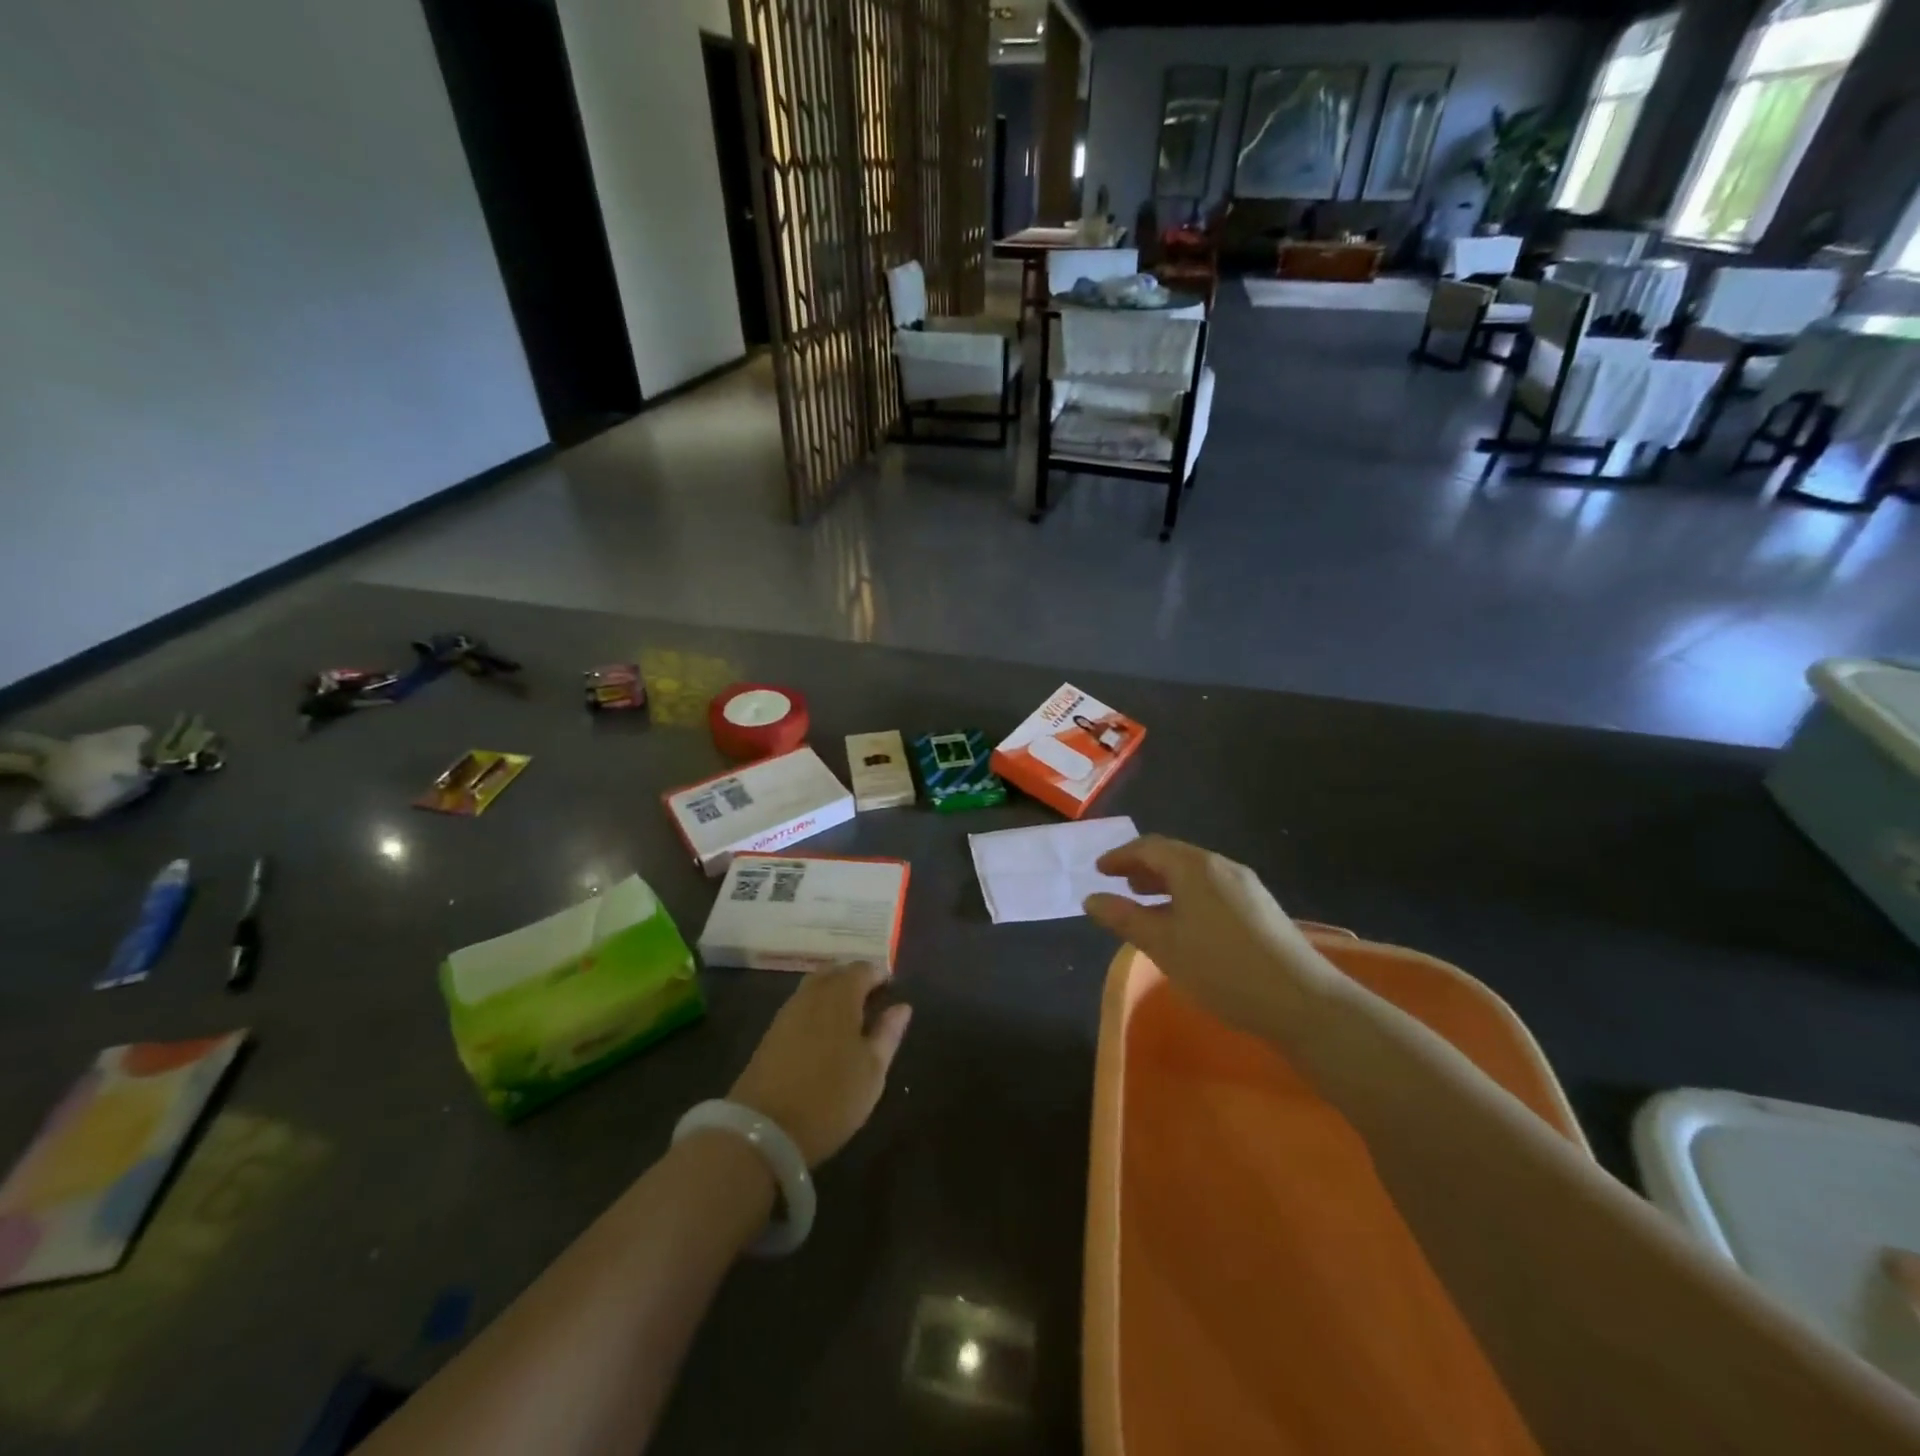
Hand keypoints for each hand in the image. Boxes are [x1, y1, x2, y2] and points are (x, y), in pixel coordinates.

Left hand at [728, 963, 912, 1166]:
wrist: (763, 1130)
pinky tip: (825, 1035)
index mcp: (840, 995)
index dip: (881, 976)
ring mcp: (788, 1011)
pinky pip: (801, 1005)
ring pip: (815, 986)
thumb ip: (888, 1033)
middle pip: (836, 971)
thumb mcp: (872, 1070)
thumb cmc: (830, 1097)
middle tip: (873, 1004)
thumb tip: (902, 1006)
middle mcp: (812, 994)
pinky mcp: (772, 1032)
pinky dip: (817, 1009)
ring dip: (834, 993)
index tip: (892, 993)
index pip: (864, 968)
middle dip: (855, 980)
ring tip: (851, 1021)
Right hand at [1082, 835, 1336, 1032]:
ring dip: (1166, 881)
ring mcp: (1246, 886)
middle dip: (1143, 866)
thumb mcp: (1163, 945)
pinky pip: (1213, 887)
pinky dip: (1187, 894)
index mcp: (1195, 867)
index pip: (1149, 847)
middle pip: (1174, 855)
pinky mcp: (1260, 907)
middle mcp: (1221, 866)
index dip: (1121, 856)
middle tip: (1120, 884)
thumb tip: (1091, 898)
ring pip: (1195, 872)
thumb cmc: (1221, 968)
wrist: (1301, 1000)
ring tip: (1146, 902)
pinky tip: (1184, 922)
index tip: (1099, 870)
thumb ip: (1124, 918)